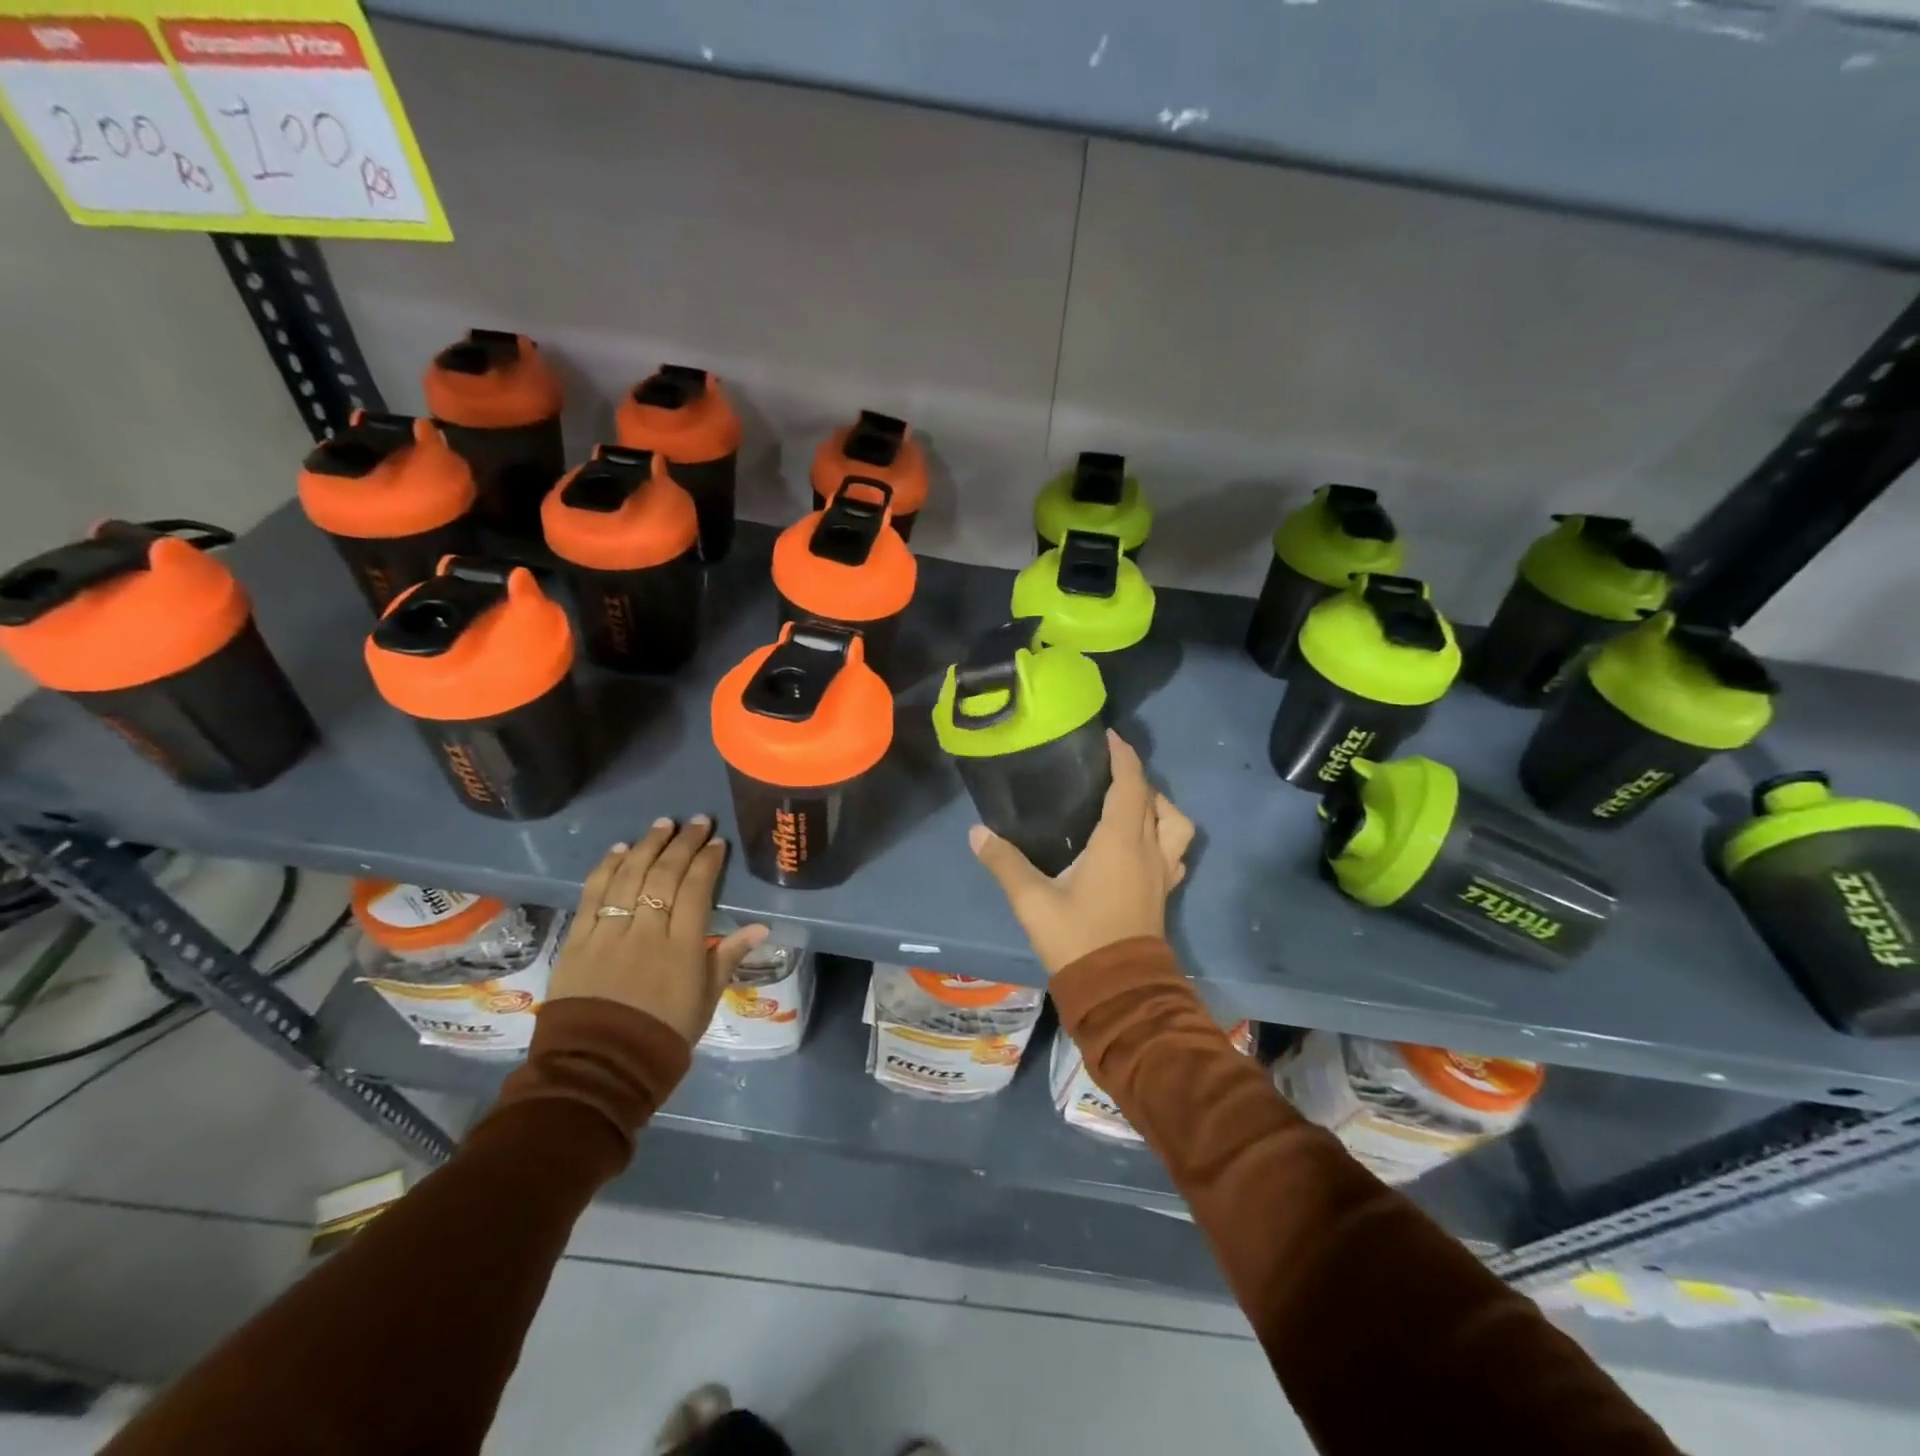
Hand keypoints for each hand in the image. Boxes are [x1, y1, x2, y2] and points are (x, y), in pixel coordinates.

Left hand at [548, 816, 768, 1042]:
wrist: (600, 1068)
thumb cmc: (662, 1036)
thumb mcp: (706, 1000)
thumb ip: (727, 957)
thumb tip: (760, 927)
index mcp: (682, 947)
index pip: (696, 890)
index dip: (707, 861)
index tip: (717, 842)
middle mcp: (646, 931)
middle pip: (665, 875)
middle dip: (683, 844)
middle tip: (696, 822)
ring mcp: (609, 932)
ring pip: (629, 877)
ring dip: (646, 846)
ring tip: (662, 825)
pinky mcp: (579, 940)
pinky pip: (593, 895)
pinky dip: (606, 868)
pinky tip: (619, 850)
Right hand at [969, 730, 1194, 974]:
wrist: (1119, 990)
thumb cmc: (1078, 938)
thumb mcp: (1033, 901)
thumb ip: (1005, 863)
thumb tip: (976, 832)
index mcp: (1119, 841)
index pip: (1130, 784)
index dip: (1123, 755)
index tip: (1108, 736)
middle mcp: (1148, 849)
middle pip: (1153, 798)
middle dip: (1134, 776)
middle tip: (1106, 770)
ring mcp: (1162, 871)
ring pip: (1175, 823)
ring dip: (1158, 806)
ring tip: (1130, 806)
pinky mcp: (1164, 891)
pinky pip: (1175, 851)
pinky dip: (1163, 836)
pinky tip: (1141, 845)